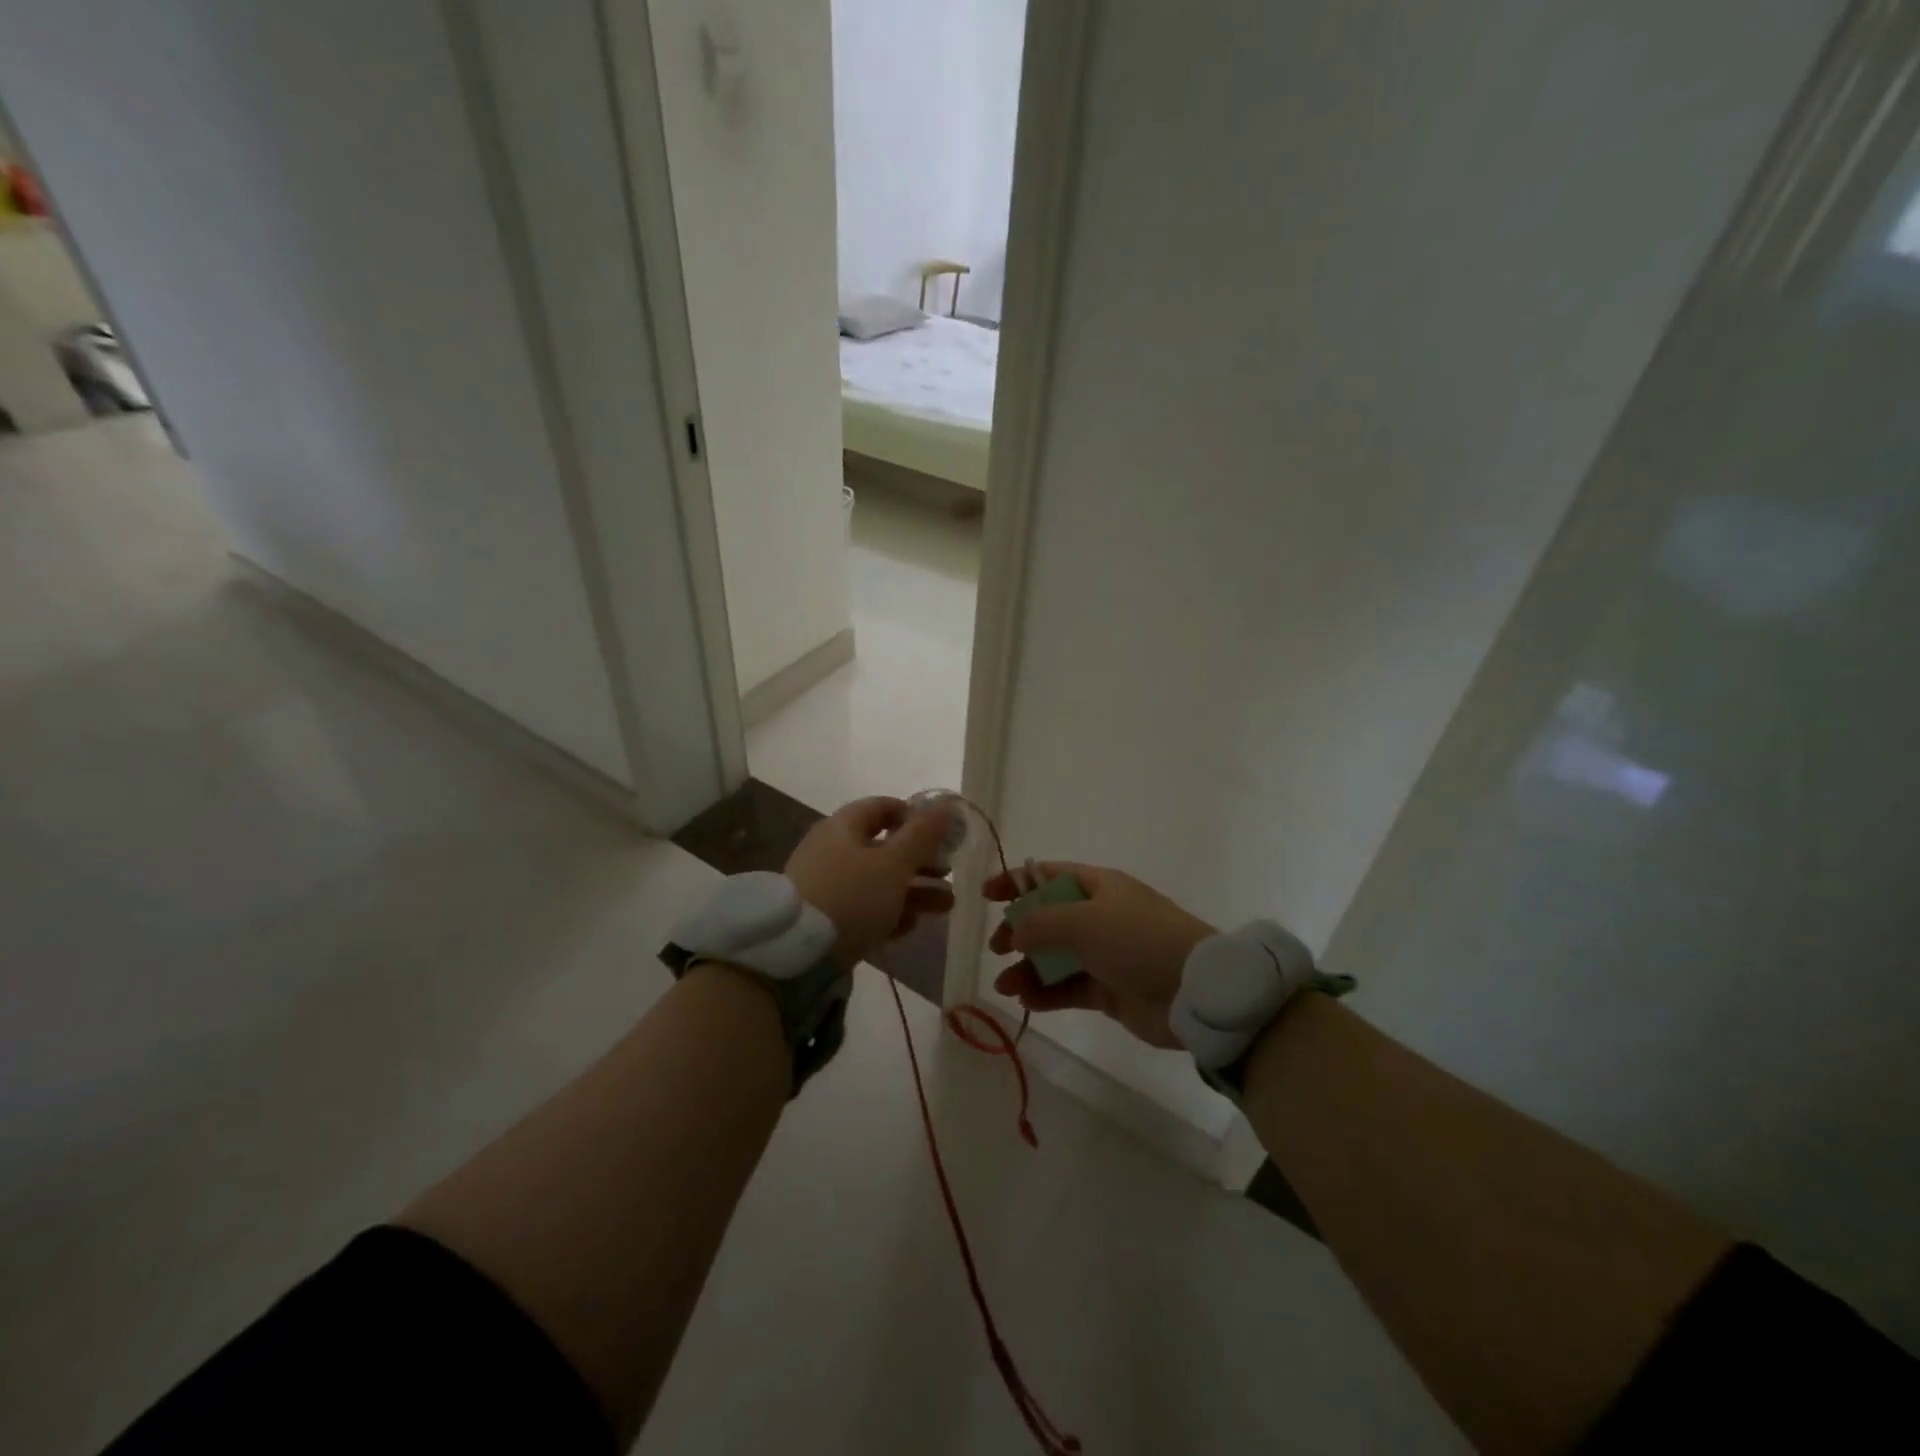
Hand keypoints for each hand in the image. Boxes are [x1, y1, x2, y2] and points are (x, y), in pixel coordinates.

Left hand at [785, 797, 955, 968]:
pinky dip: (889, 912)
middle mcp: (831, 850)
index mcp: (842, 827)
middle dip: (921, 860)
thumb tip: (947, 805)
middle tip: (949, 873)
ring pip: (877, 881)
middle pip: (883, 847)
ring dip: (913, 890)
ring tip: (946, 905)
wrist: (795, 953)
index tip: (942, 833)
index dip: (914, 815)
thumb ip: (923, 835)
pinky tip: (912, 926)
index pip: (882, 807)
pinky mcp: (824, 919)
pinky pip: (863, 908)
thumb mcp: (894, 863)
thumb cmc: (851, 896)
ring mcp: (825, 886)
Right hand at [987, 863, 1214, 1048]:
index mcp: (1098, 886)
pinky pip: (1069, 988)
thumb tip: (1015, 932)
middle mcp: (1100, 916)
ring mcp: (1106, 954)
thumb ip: (1040, 922)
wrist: (1194, 991)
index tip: (986, 896)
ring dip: (1027, 969)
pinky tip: (1027, 1002)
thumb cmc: (1137, 940)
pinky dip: (1046, 994)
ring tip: (1006, 986)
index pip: (1048, 875)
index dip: (1016, 881)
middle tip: (997, 948)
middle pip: (1047, 918)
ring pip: (1055, 957)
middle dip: (1018, 931)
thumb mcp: (1083, 920)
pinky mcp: (1110, 990)